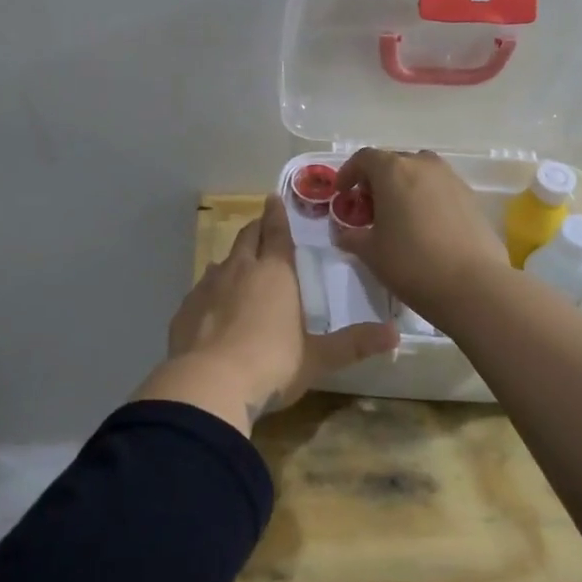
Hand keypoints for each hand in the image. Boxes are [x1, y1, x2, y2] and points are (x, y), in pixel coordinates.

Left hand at [146, 195, 397, 431]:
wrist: (210, 384)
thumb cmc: (272, 364)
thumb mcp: (318, 358)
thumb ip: (354, 344)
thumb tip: (395, 335)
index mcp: (275, 273)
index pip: (277, 232)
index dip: (277, 214)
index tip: (273, 198)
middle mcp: (239, 270)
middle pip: (247, 238)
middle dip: (256, 229)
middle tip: (262, 225)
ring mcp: (207, 287)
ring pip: (221, 261)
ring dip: (232, 260)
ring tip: (239, 266)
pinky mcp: (185, 309)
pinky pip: (200, 290)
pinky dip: (210, 290)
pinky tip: (212, 306)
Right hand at [333, 148, 510, 327]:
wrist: (473, 285)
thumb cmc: (411, 262)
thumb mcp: (370, 252)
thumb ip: (351, 236)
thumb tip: (343, 233)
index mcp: (393, 170)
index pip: (364, 158)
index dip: (349, 173)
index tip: (343, 194)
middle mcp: (423, 165)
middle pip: (393, 163)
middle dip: (377, 181)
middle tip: (370, 209)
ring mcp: (452, 179)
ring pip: (420, 174)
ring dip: (404, 187)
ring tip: (399, 217)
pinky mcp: (472, 198)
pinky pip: (440, 189)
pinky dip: (427, 199)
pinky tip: (425, 228)